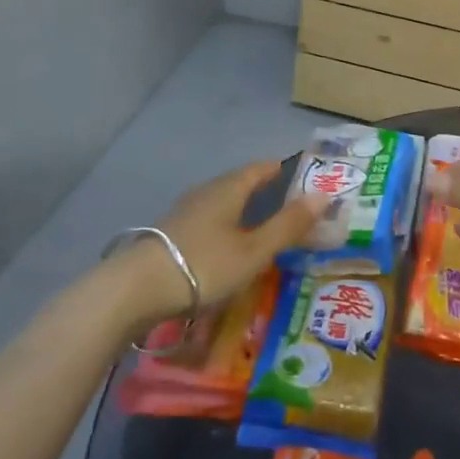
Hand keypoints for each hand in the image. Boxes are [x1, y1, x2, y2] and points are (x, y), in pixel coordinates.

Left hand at [116, 161, 327, 326]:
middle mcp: (206, 192)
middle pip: (240, 183)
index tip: (303, 176)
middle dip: (264, 190)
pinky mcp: (170, 234)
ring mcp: (184, 212)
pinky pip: (208, 220)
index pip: (260, 168)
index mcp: (229, 188)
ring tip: (262, 227)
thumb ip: (288, 225)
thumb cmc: (203, 264)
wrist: (134, 290)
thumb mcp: (254, 250)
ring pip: (222, 202)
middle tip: (289, 205)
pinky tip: (228, 246)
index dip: (282, 169)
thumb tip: (325, 194)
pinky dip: (226, 226)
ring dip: (243, 209)